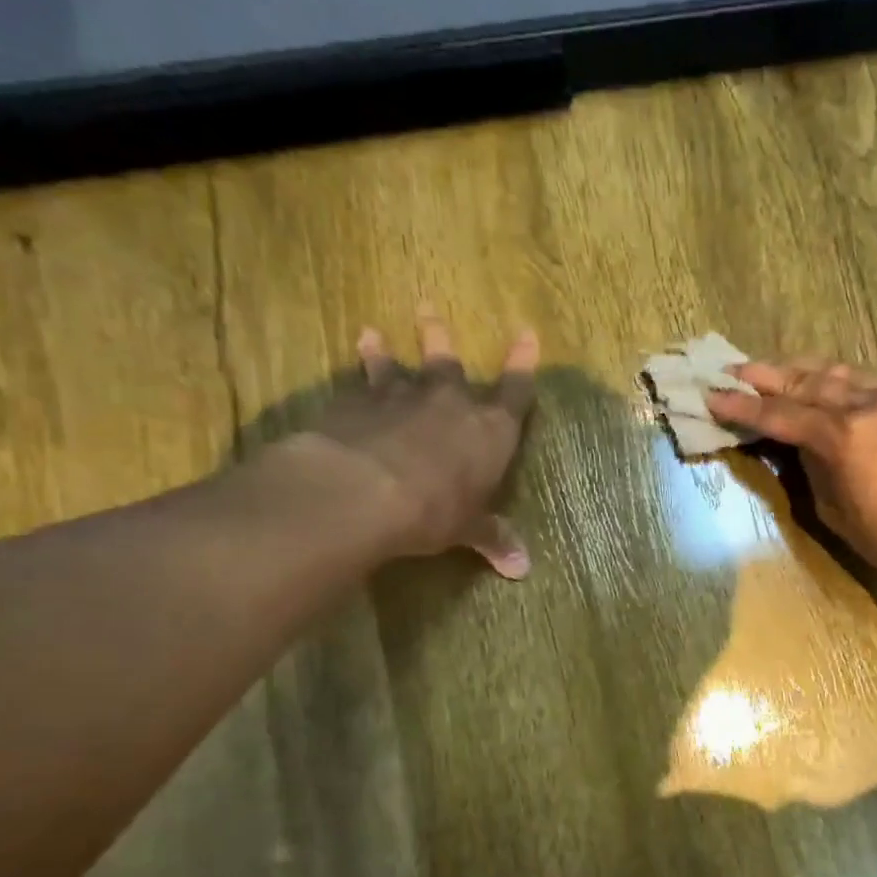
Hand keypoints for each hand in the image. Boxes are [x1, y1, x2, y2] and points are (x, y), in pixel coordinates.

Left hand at [301, 313, 537, 577]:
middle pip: (449, 363)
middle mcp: (449, 403)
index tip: (527, 333)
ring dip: (386, 350)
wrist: (365, 491)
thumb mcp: (467, 529)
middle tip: (429, 307)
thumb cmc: (435, 510)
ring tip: (373, 332)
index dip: (523, 363)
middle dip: (441, 337)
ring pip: (397, 366)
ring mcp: (401, 398)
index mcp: (490, 431)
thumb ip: (492, 538)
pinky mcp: (356, 404)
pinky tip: (349, 364)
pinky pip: (358, 382)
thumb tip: (521, 569)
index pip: (515, 391)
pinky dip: (356, 371)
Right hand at [706, 360, 876, 597]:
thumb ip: (811, 469)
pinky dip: (836, 380)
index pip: (780, 414)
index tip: (712, 395)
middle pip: (806, 382)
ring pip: (838, 374)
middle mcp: (865, 405)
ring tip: (774, 371)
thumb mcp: (835, 511)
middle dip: (767, 377)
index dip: (743, 407)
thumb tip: (796, 446)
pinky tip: (823, 384)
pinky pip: (863, 384)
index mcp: (841, 436)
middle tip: (735, 370)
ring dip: (802, 371)